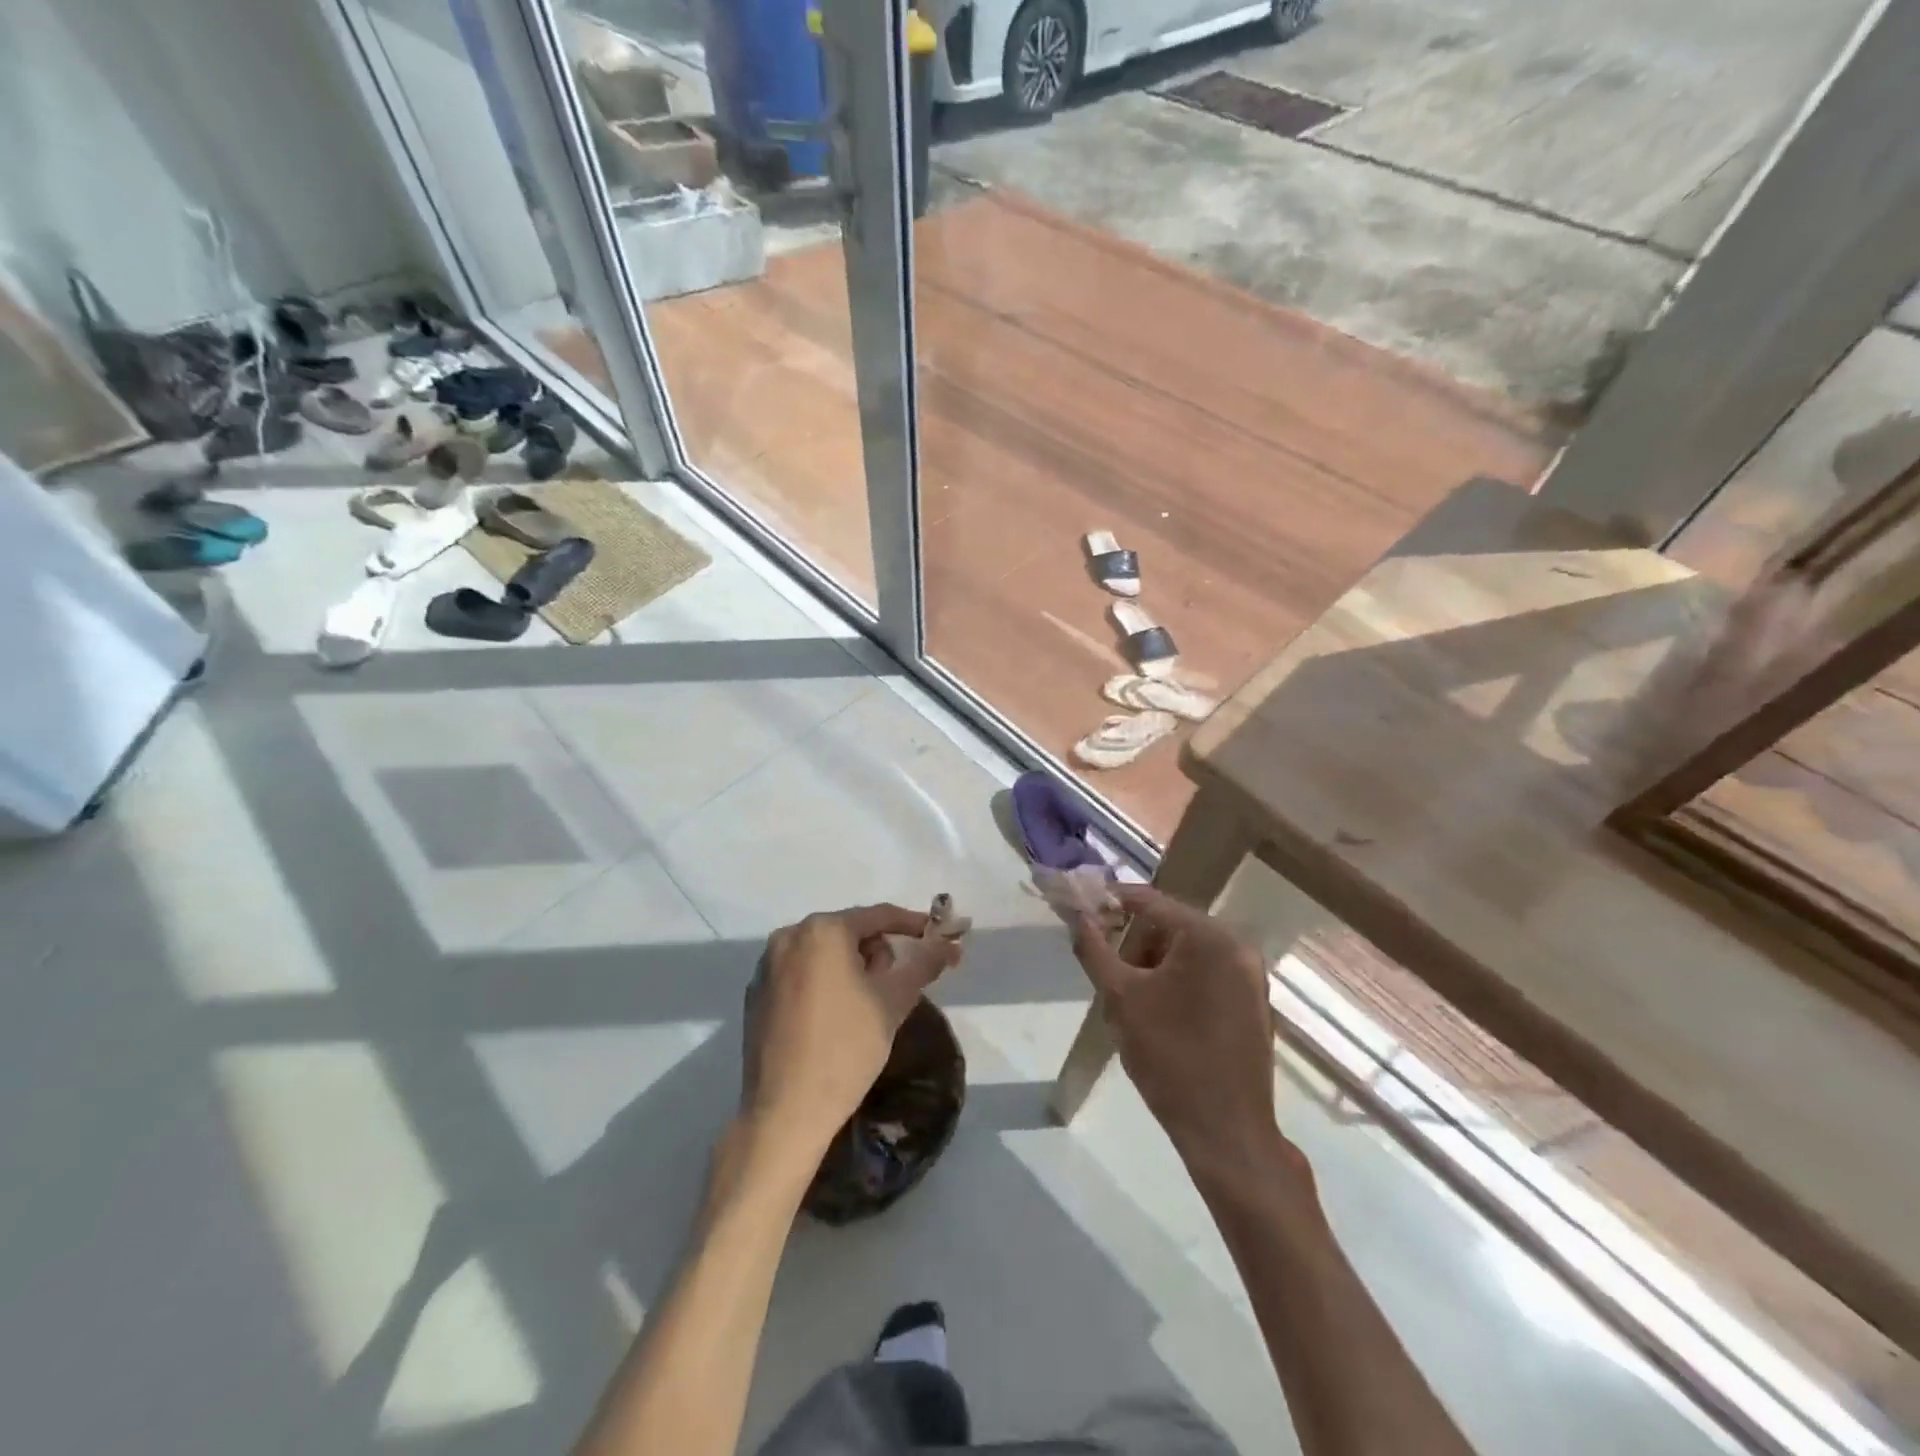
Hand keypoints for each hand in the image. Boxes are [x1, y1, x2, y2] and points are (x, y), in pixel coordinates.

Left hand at [742, 904, 962, 1155]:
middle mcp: (789, 937)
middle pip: (848, 932)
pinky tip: (831, 1019)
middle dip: (876, 953)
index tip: (935, 937)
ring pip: (822, 953)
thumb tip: (949, 945)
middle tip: (893, 988)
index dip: (911, 925)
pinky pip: (800, 974)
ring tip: (863, 1007)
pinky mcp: (755, 994)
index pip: (877, 916)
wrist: (785, 1112)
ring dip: (849, 968)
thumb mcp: (893, 1002)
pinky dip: (822, 984)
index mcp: (822, 931)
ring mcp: (767, 966)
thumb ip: (922, 964)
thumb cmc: (846, 1048)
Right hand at [1071, 886, 1303, 1181]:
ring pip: (1188, 951)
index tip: (1080, 910)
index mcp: (1208, 936)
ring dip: (1154, 964)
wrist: (1227, 1130)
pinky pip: (1208, 973)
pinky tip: (1161, 1015)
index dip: (1111, 901)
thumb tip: (1078, 916)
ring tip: (1132, 1002)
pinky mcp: (1254, 1002)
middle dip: (1134, 943)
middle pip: (1170, 925)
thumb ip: (1094, 948)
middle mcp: (1237, 945)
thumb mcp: (1120, 998)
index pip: (1150, 901)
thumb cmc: (1169, 1056)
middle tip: (1108, 972)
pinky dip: (1179, 981)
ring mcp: (1251, 975)